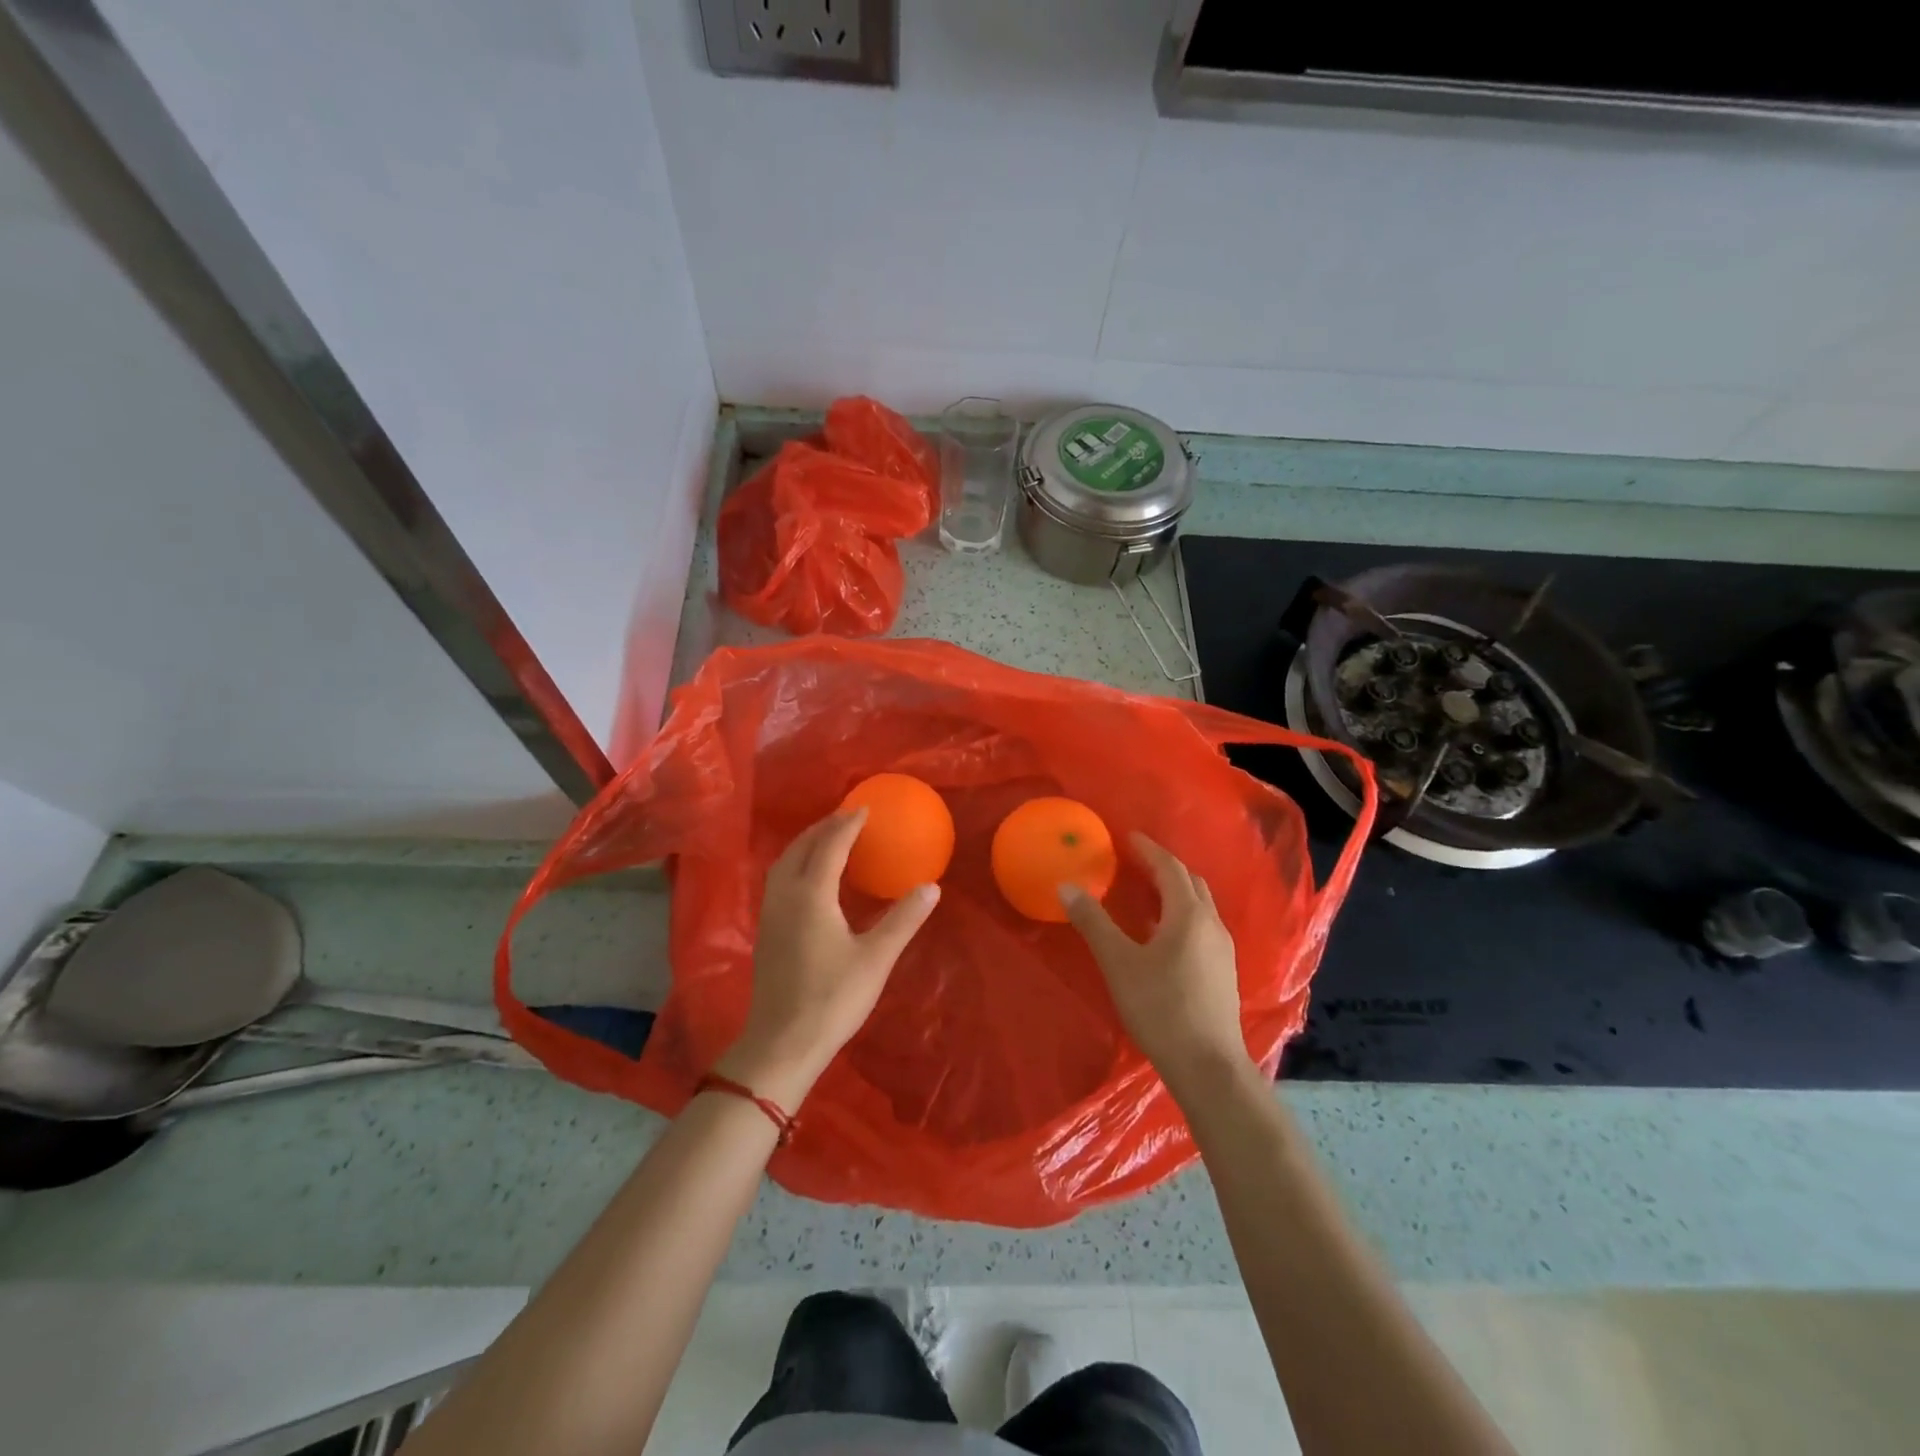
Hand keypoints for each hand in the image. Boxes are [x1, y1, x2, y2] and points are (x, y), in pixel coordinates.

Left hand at [717, 808, 939, 1109]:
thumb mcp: (876, 959)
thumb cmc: (832, 999)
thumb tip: (932, 886)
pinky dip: (796, 864)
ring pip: (784, 863)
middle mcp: (785, 896)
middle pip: (800, 847)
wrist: (782, 1044)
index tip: (865, 808)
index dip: (848, 824)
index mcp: (811, 896)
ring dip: (806, 843)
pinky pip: (779, 880)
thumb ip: (903, 919)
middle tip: (848, 817)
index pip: (830, 846)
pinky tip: (811, 878)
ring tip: (829, 839)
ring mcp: (770, 914)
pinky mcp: (766, 931)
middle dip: (824, 827)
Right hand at [1061, 833, 1252, 1100]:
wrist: (1208, 1066)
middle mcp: (1211, 924)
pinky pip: (1201, 927)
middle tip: (1135, 861)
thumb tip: (1067, 886)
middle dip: (1164, 867)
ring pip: (1199, 906)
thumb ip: (1093, 922)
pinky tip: (1162, 935)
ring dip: (1174, 892)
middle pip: (1190, 882)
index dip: (1148, 850)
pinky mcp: (1223, 972)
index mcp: (1188, 914)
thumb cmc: (1160, 1008)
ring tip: (1146, 893)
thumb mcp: (1119, 963)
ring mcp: (1222, 949)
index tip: (1128, 837)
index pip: (1169, 868)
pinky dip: (1181, 915)